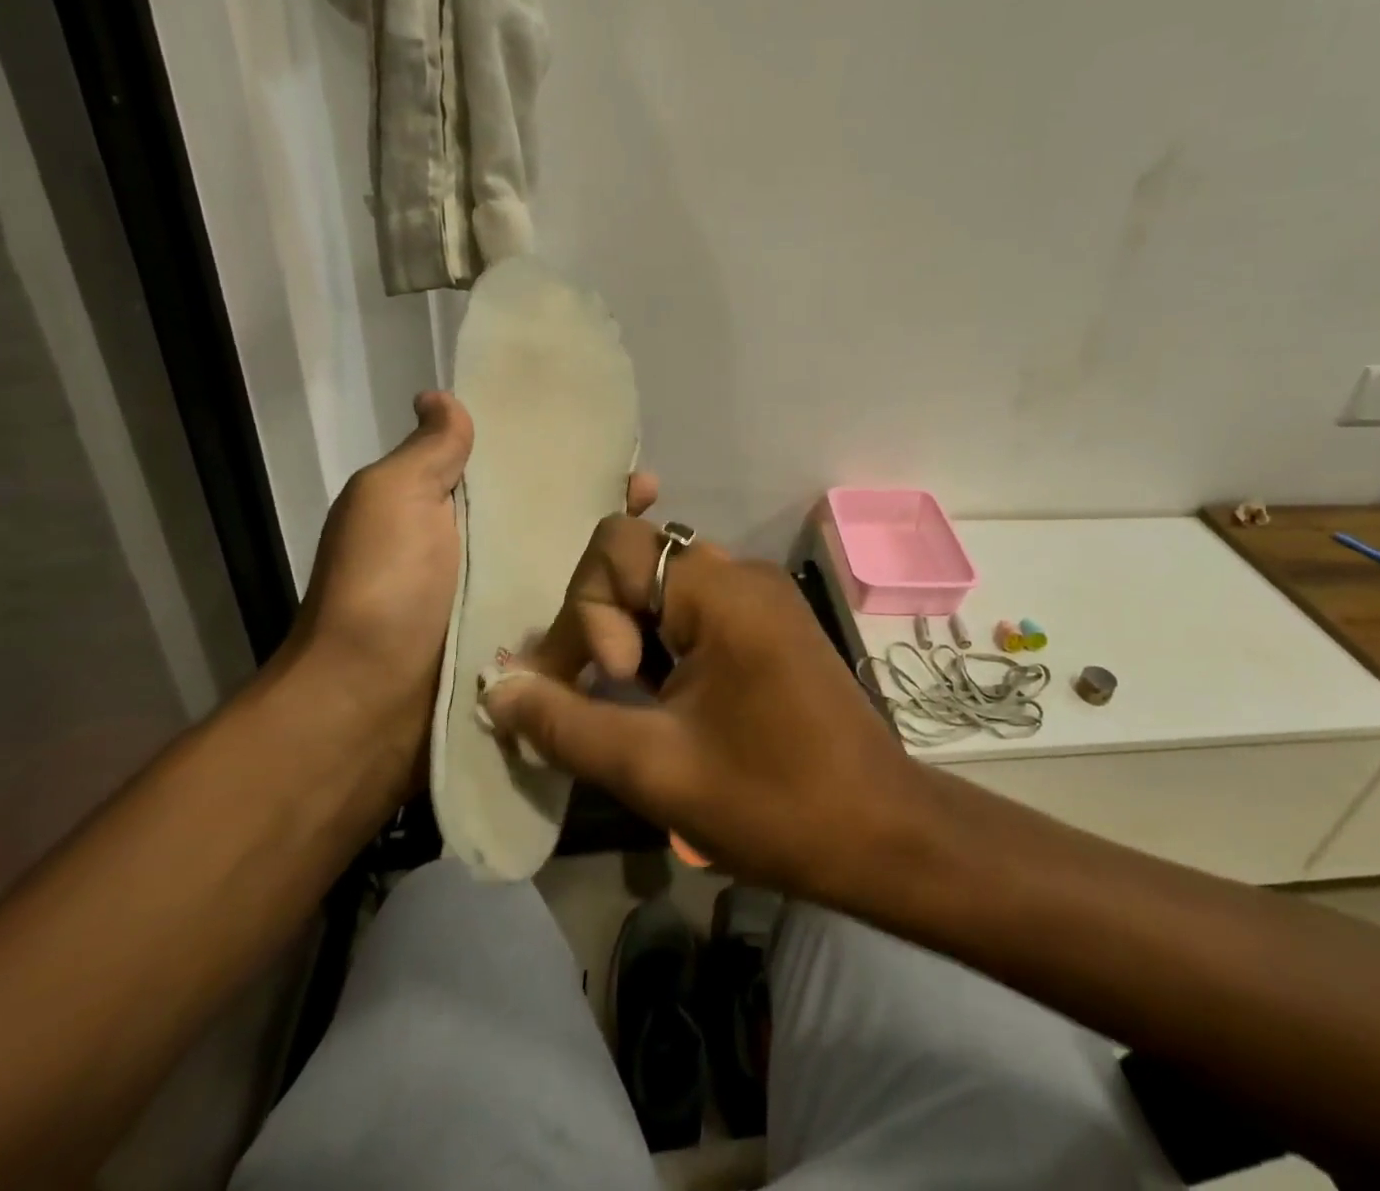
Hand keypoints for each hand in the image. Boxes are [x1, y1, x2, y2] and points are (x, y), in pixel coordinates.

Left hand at [287, 393, 659, 801]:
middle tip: (649, 488)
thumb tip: (440, 397)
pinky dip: (612, 600)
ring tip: (663, 535)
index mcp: (454, 509)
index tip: (607, 435)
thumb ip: (427, 453)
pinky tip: (654, 587)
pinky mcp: (532, 646)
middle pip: (556, 513)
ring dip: (617, 547)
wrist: (368, 705)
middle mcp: (486, 550)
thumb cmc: (381, 588)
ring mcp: (511, 600)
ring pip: (575, 563)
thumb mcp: (390, 500)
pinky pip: (578, 613)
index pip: (518, 467)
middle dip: (602, 496)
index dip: (560, 448)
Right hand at [483, 517, 929, 899]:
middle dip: (600, 623)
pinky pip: (694, 612)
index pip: (614, 547)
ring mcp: (761, 597)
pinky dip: (661, 644)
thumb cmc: (773, 801)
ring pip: (661, 588)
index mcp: (720, 589)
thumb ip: (565, 723)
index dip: (589, 612)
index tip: (618, 683)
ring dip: (628, 636)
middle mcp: (741, 573)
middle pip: (635, 562)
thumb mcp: (655, 768)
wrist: (882, 831)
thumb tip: (496, 689)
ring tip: (627, 702)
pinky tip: (659, 697)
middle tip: (602, 698)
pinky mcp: (769, 625)